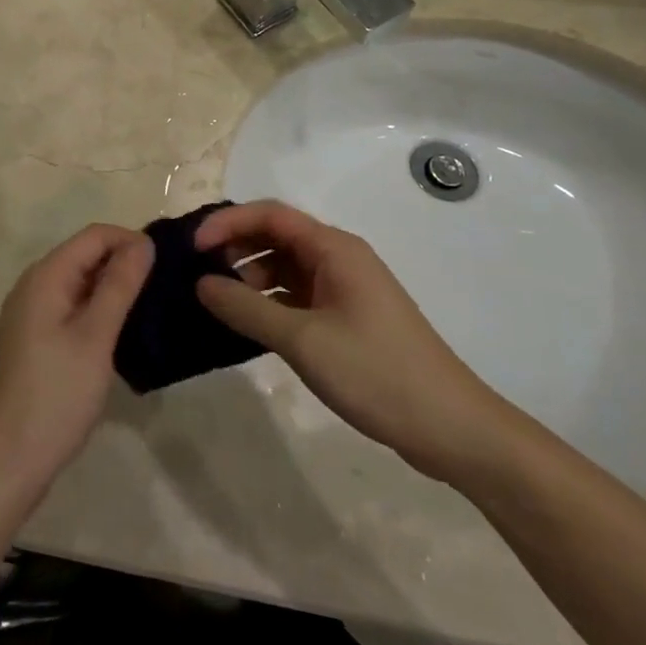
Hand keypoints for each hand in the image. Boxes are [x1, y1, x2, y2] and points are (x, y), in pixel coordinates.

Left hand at [0, 225, 153, 516]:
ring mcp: (31, 315)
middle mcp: (34, 286)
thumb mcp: (94, 338)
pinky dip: (98, 313)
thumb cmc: (53, 397)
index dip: (132, 241)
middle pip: (86, 256)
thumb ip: (119, 286)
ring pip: (80, 285)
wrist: (2, 464)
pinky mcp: (34, 342)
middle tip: (168, 289)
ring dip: (114, 291)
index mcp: (45, 276)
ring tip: (154, 311)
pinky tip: (123, 336)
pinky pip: (72, 310)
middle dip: (125, 264)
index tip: (169, 266)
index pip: (95, 235)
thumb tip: (143, 242)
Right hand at [195, 201, 517, 484]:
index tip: (192, 248)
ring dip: (249, 277)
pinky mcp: (347, 318)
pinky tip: (247, 325)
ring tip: (218, 303)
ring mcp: (344, 289)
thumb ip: (246, 309)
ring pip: (284, 267)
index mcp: (333, 248)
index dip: (226, 222)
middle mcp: (338, 258)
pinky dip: (268, 302)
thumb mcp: (303, 340)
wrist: (453, 429)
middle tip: (198, 274)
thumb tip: (200, 283)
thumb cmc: (377, 373)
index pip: (269, 214)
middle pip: (275, 236)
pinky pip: (296, 295)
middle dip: (234, 248)